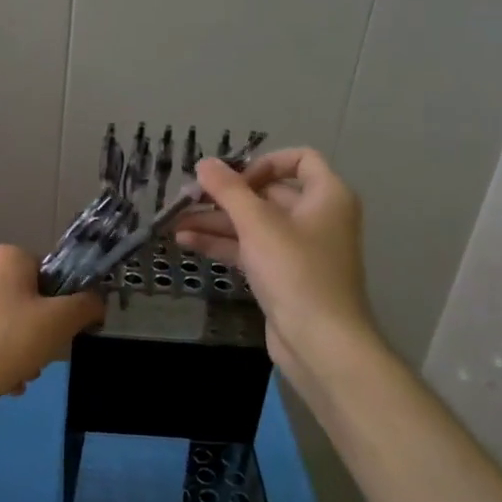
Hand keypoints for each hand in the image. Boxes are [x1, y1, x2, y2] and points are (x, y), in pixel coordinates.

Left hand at [0, 245, 104, 409]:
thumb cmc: (10, 342)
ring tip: (16, 377)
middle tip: (38, 360)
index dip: (58, 302)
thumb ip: (86, 305)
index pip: (44, 272)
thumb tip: (96, 300)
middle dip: (34, 331)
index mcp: (5, 257)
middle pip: (21, 298)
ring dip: (14, 347)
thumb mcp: (60, 322)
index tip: (58, 331)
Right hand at [176, 148, 375, 396]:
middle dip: (226, 196)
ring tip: (175, 222)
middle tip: (187, 198)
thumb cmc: (296, 272)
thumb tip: (204, 162)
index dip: (263, 163)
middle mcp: (317, 217)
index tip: (233, 179)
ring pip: (254, 224)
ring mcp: (300, 248)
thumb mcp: (258, 224)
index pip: (299, 159)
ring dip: (216, 221)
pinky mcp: (283, 275)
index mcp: (327, 196)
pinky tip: (186, 242)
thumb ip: (228, 190)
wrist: (321, 342)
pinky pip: (251, 249)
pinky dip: (223, 244)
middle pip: (268, 193)